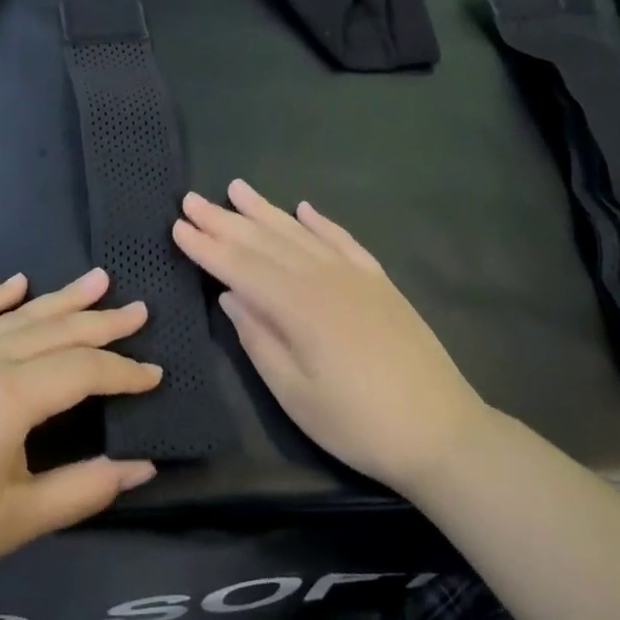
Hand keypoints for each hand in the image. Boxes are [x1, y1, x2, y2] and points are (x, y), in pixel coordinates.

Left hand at [0, 269, 161, 614]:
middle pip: (56, 331)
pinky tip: (16, 283)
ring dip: (60, 299)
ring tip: (96, 280)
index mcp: (11, 396)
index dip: (124, 372)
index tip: (156, 374)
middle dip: (102, 323)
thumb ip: (86, 487)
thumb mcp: (20, 520)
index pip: (84, 370)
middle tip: (139, 309)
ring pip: (17, 317)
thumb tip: (143, 465)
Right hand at [173, 180, 488, 496]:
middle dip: (225, 220)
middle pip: (265, 241)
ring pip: (299, 233)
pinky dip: (320, 222)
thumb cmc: (358, 423)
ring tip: (236, 188)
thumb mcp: (295, 393)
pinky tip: (304, 208)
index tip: (177, 225)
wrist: (442, 431)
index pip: (240, 267)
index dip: (206, 247)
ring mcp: (354, 275)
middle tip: (192, 199)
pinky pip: (343, 241)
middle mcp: (323, 277)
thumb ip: (258, 339)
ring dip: (265, 210)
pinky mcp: (379, 282)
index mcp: (297, 305)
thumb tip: (229, 296)